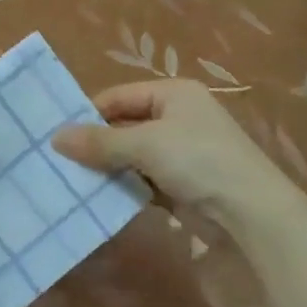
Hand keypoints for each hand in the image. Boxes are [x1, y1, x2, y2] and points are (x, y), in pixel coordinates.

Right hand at [52, 80, 288, 226]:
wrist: (251, 213)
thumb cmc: (198, 161)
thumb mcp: (145, 144)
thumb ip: (99, 141)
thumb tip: (55, 138)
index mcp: (173, 93)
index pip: (119, 96)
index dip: (89, 113)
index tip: (59, 136)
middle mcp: (177, 117)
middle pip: (124, 125)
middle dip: (96, 143)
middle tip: (60, 160)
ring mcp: (181, 152)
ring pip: (132, 155)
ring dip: (108, 168)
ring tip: (72, 180)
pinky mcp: (182, 183)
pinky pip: (144, 179)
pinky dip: (125, 187)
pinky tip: (100, 198)